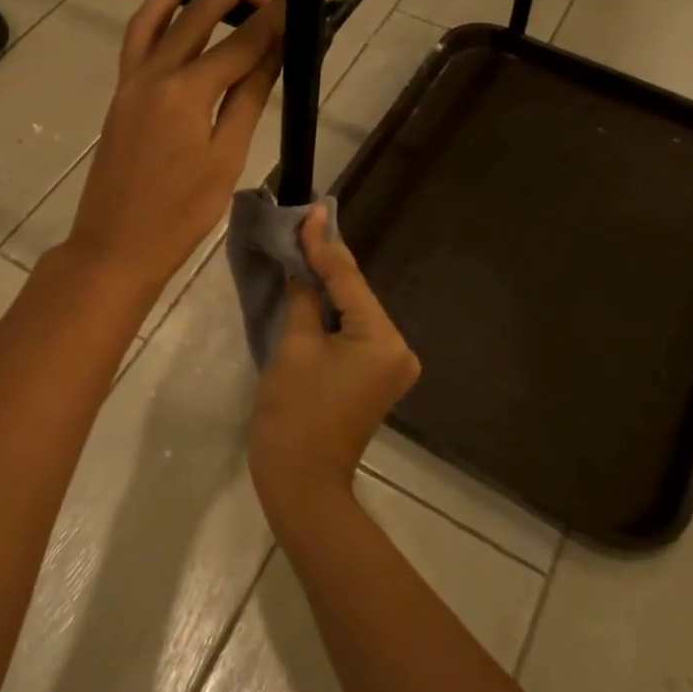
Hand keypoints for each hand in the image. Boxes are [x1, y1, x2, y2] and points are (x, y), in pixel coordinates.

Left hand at [65, 0, 285, 294]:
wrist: (115, 246)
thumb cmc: (180, 215)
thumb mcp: (226, 158)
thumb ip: (249, 97)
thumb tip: (276, 48)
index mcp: (188, 91)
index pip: (242, 41)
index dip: (275, 21)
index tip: (301, 8)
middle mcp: (156, 72)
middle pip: (200, 14)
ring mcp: (131, 80)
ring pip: (157, 16)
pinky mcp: (120, 93)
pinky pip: (136, 41)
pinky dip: (154, 15)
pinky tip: (171, 8)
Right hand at [248, 206, 420, 512]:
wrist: (300, 481)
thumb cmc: (293, 412)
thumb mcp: (294, 346)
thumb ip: (303, 297)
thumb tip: (301, 264)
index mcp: (383, 340)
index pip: (348, 281)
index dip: (324, 245)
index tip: (310, 211)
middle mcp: (399, 349)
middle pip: (357, 295)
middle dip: (328, 263)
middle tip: (304, 225)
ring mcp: (391, 366)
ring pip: (355, 313)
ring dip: (329, 287)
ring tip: (305, 248)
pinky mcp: (376, 378)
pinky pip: (355, 333)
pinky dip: (333, 313)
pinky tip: (314, 289)